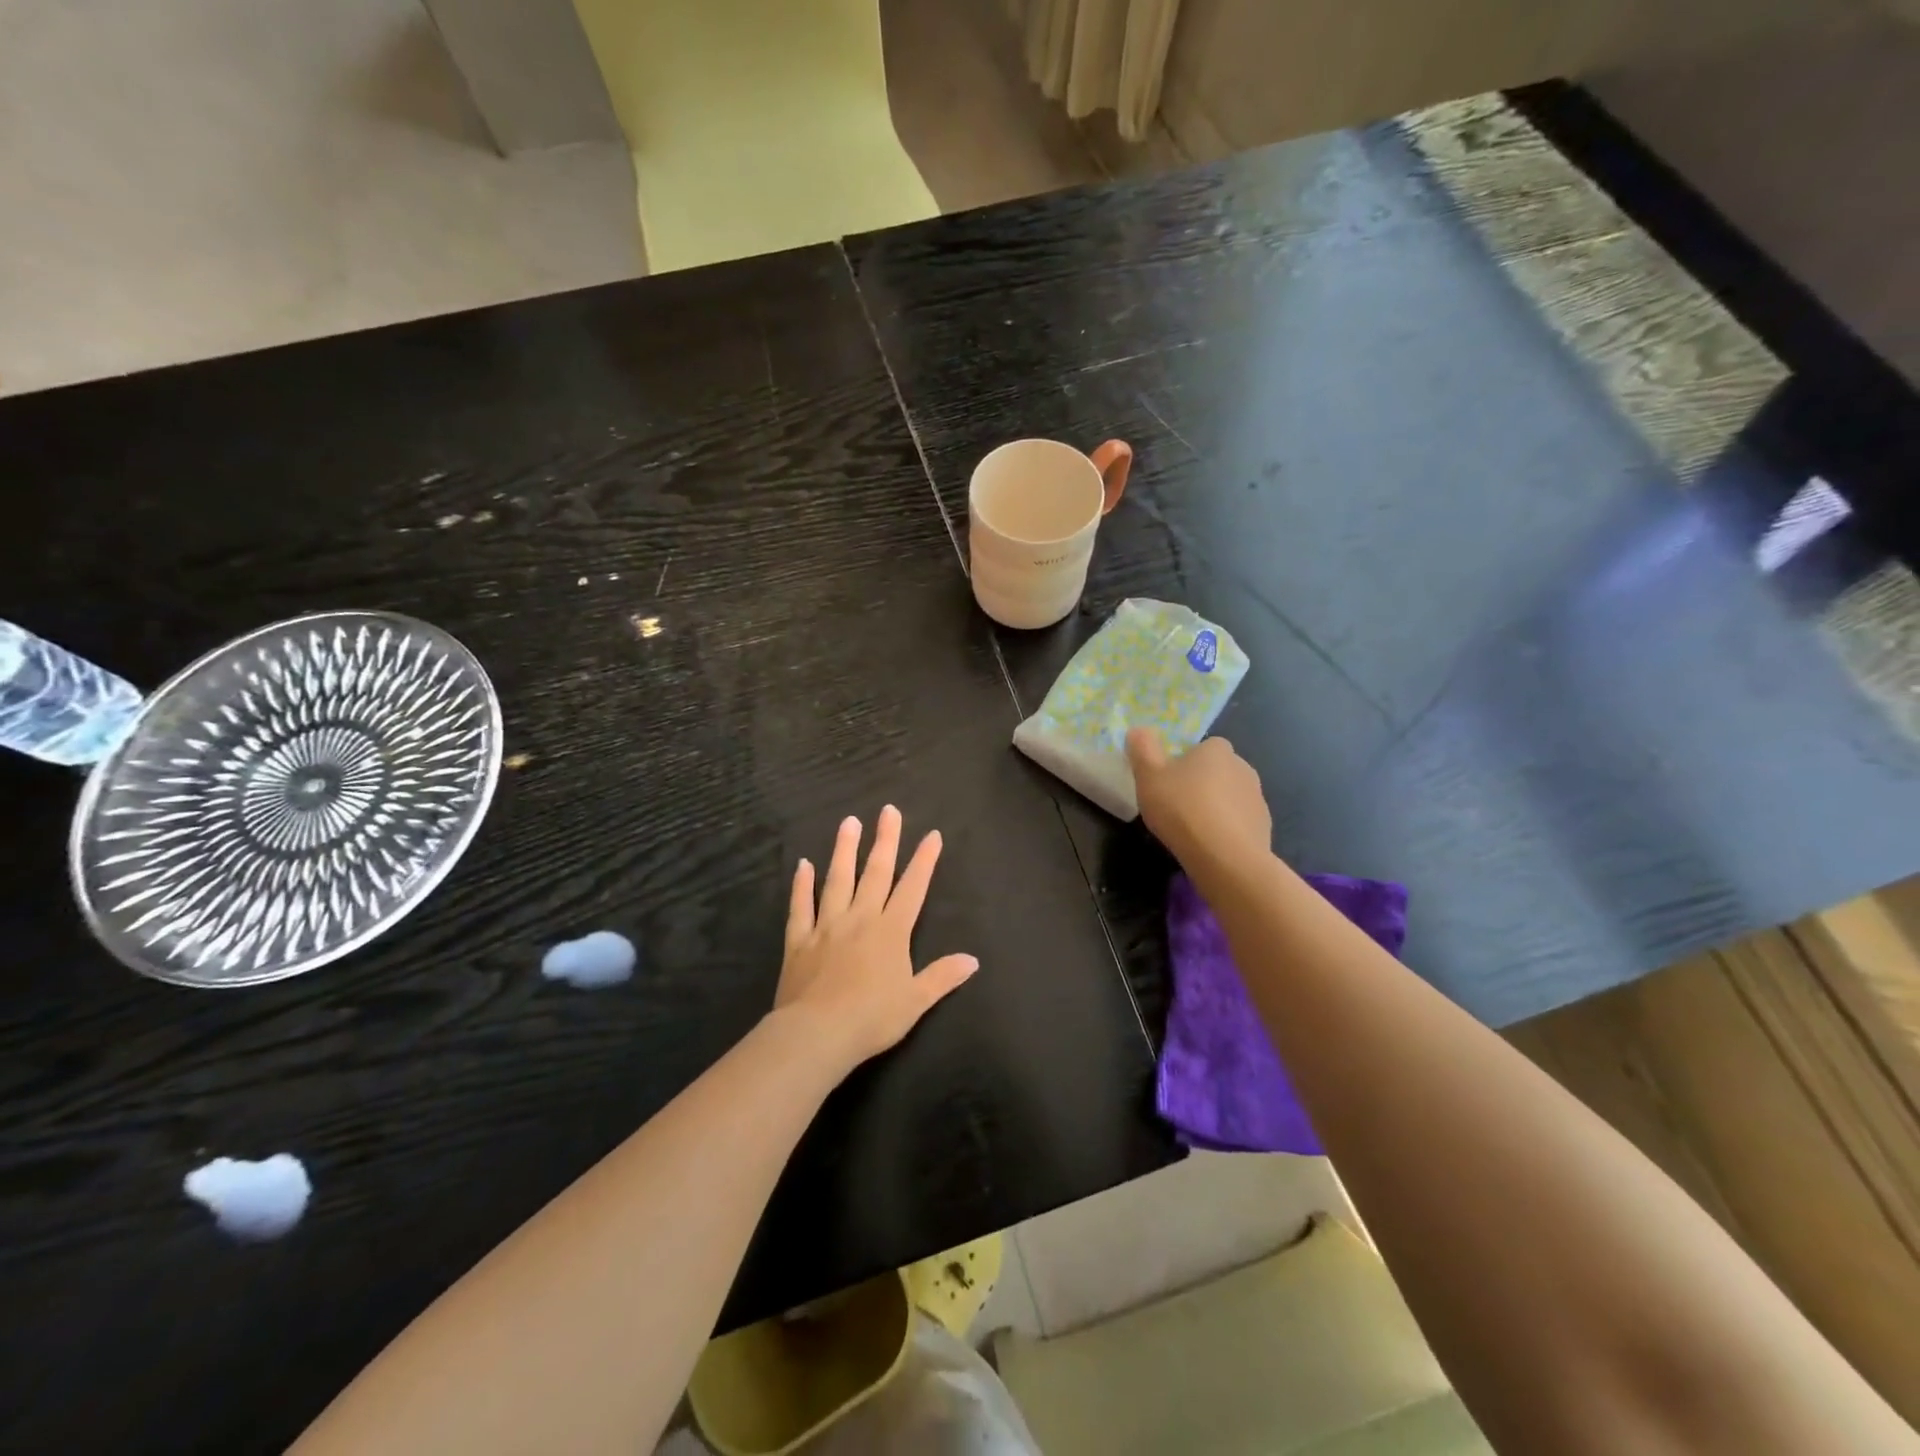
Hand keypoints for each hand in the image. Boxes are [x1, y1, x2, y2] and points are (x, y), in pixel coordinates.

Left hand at [774, 805, 978, 1071]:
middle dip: (885, 841)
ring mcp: (827, 926)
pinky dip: (801, 886)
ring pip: (837, 880)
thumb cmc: (872, 1018)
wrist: (817, 1033)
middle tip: (888, 811)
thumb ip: (942, 976)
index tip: (931, 834)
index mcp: (891, 931)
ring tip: (848, 823)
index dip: (924, 861)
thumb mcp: (916, 1001)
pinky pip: (801, 907)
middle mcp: (860, 919)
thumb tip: (972, 960)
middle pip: (875, 873)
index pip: (912, 888)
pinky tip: (802, 865)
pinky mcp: (799, 940)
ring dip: (844, 851)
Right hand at [1126, 728, 1273, 869]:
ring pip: (1229, 797)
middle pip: (1216, 772)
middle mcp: (1243, 767)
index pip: (1202, 748)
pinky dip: (1226, 829)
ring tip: (1192, 830)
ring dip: (1214, 807)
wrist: (1225, 857)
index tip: (1168, 782)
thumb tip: (1139, 730)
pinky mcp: (1264, 826)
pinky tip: (1210, 846)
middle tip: (1175, 806)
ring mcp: (1257, 798)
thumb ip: (1142, 749)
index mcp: (1217, 750)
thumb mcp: (1148, 776)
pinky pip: (1239, 822)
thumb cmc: (1182, 809)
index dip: (1184, 763)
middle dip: (1200, 785)